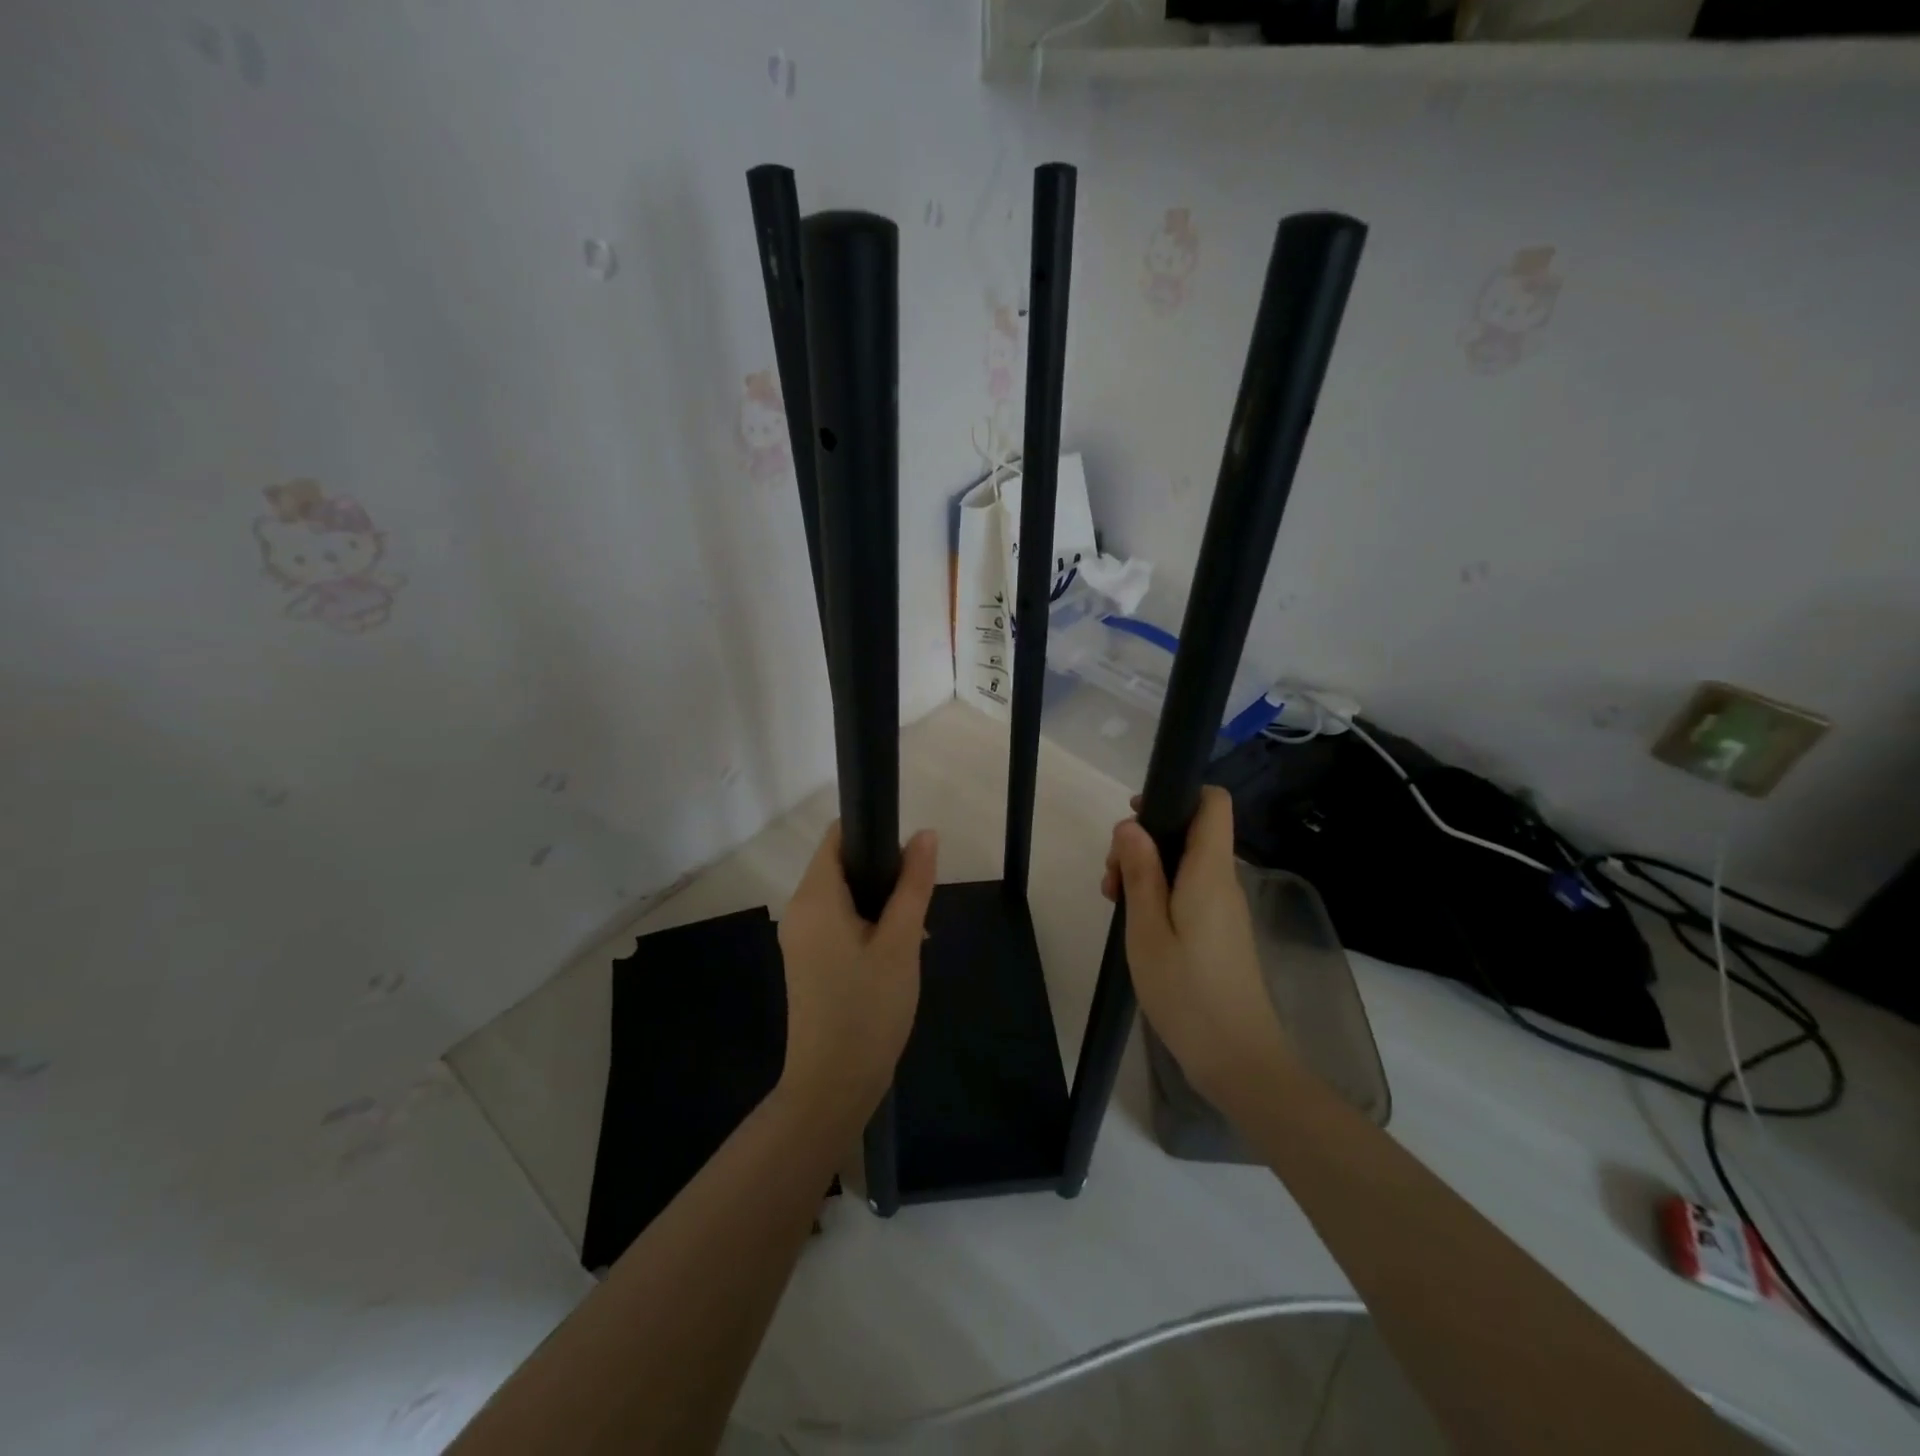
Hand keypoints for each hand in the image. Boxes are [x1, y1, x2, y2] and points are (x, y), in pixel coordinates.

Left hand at [777, 822, 938, 1123]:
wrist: (833, 1087)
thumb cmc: (868, 1009)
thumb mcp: (901, 943)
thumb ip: (913, 884)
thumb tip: (925, 834)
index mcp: (814, 898)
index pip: (837, 837)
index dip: (873, 832)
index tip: (909, 854)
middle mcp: (799, 910)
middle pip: (840, 865)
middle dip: (882, 873)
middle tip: (918, 902)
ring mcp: (800, 939)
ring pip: (843, 896)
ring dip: (879, 902)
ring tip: (913, 932)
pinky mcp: (807, 961)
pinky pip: (837, 923)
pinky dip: (866, 924)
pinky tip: (896, 952)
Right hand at [1103, 786, 1291, 1110]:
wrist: (1239, 1060)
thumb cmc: (1187, 992)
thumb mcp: (1147, 930)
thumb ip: (1140, 872)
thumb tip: (1131, 824)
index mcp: (1210, 872)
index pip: (1213, 803)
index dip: (1177, 795)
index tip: (1135, 817)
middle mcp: (1224, 881)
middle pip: (1189, 832)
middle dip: (1145, 840)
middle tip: (1112, 878)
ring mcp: (1225, 908)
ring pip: (1185, 863)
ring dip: (1147, 871)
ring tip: (1115, 903)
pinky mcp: (1221, 931)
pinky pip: (1190, 890)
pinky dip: (1160, 894)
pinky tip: (1136, 924)